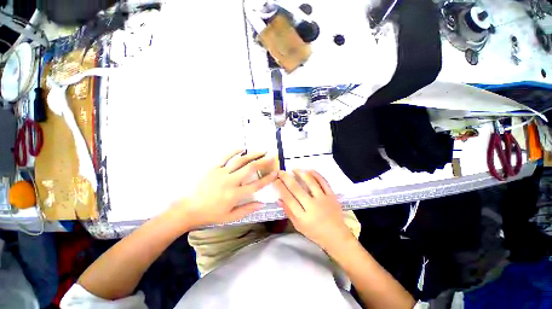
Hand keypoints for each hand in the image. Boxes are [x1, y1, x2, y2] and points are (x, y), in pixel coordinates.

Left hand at [173, 150, 276, 227]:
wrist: (188, 209)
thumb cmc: (211, 214)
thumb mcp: (230, 217)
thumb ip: (247, 209)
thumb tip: (262, 204)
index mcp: (235, 194)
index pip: (256, 185)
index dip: (267, 179)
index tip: (275, 173)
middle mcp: (230, 181)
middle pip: (250, 168)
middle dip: (262, 161)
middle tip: (271, 156)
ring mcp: (221, 173)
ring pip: (240, 161)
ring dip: (252, 155)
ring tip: (261, 151)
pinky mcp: (213, 168)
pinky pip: (225, 157)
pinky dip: (234, 151)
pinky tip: (242, 148)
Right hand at [274, 170, 354, 250]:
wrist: (337, 236)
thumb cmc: (315, 232)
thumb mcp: (298, 226)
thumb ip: (288, 212)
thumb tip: (278, 199)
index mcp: (303, 217)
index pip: (288, 199)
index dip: (281, 188)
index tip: (276, 180)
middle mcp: (312, 206)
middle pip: (297, 189)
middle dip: (287, 178)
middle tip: (281, 171)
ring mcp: (323, 199)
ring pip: (311, 182)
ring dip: (301, 173)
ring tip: (294, 169)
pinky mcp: (332, 196)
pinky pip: (324, 182)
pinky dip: (316, 174)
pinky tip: (309, 170)